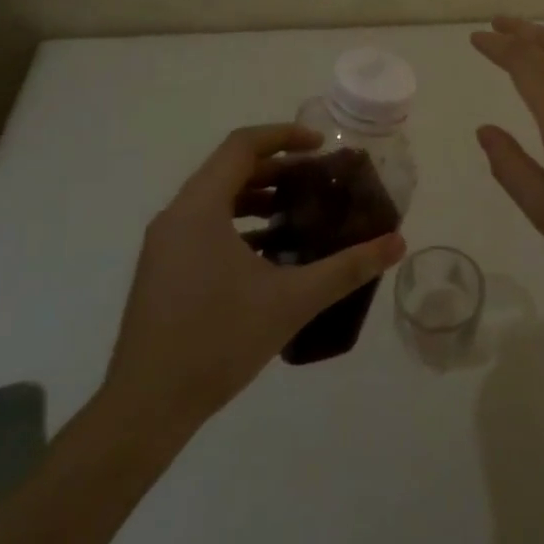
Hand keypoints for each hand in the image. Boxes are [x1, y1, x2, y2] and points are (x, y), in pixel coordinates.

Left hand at [101, 124, 404, 431]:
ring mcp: (164, 245)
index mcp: (200, 208)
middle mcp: (176, 216)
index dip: (284, 136)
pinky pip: (204, 227)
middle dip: (276, 169)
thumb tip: (397, 243)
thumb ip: (347, 268)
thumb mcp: (292, 300)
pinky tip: (270, 256)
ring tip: (300, 215)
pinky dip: (239, 226)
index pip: (242, 146)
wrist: (146, 407)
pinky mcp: (162, 271)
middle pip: (229, 170)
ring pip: (216, 200)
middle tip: (318, 181)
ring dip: (258, 199)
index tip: (321, 146)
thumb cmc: (218, 341)